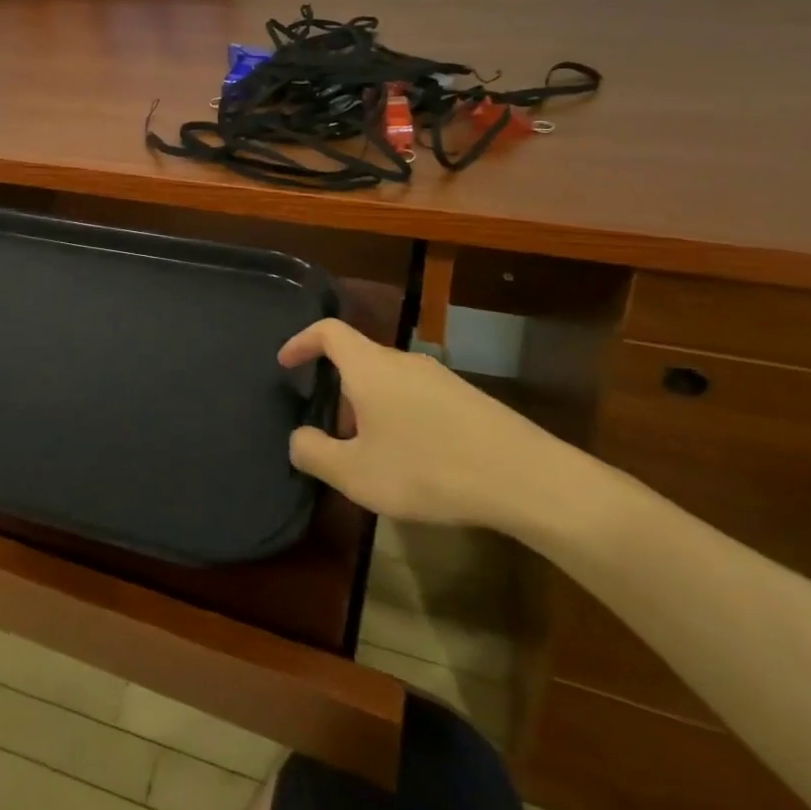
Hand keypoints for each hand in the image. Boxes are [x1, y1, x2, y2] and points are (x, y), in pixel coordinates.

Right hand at [280, 317, 585, 532]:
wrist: (524, 477)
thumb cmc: (427, 468)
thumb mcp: (356, 474)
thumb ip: (314, 453)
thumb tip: (298, 438)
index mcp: (370, 367)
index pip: (328, 332)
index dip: (301, 341)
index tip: (286, 363)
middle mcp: (403, 361)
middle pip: (359, 359)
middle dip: (339, 390)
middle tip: (333, 432)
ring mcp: (440, 377)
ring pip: (389, 381)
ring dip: (370, 408)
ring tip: (373, 453)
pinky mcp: (467, 399)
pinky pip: (417, 397)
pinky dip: (400, 417)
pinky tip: (414, 459)